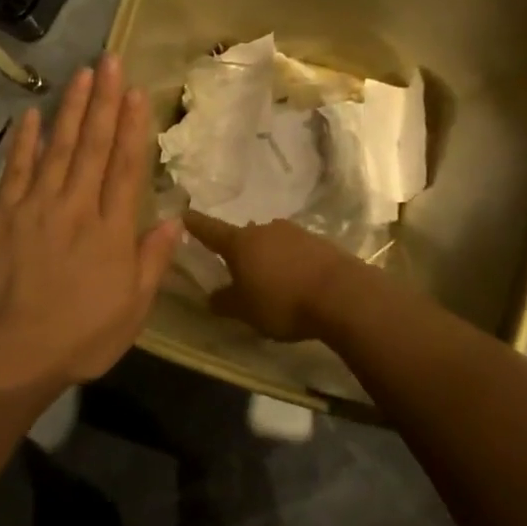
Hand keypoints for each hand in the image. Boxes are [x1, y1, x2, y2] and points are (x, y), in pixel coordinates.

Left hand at [0, 55, 181, 389]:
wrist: (12, 354)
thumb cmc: (81, 337)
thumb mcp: (133, 309)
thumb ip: (153, 261)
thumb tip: (176, 220)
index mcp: (112, 230)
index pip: (126, 167)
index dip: (133, 126)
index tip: (137, 92)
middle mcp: (77, 206)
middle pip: (94, 146)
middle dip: (105, 101)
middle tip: (111, 61)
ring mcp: (37, 206)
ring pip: (59, 147)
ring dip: (72, 109)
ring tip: (82, 75)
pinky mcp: (4, 214)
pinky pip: (16, 169)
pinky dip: (24, 140)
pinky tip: (32, 115)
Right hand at [180, 213, 354, 341]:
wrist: (343, 295)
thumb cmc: (283, 302)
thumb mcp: (246, 311)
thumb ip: (225, 302)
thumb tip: (211, 297)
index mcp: (240, 243)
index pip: (209, 229)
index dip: (195, 224)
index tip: (183, 214)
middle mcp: (265, 230)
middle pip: (244, 237)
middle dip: (239, 250)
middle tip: (237, 269)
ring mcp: (295, 232)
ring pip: (272, 242)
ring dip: (267, 256)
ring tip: (270, 279)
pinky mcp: (320, 242)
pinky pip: (296, 249)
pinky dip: (291, 261)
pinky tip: (296, 280)